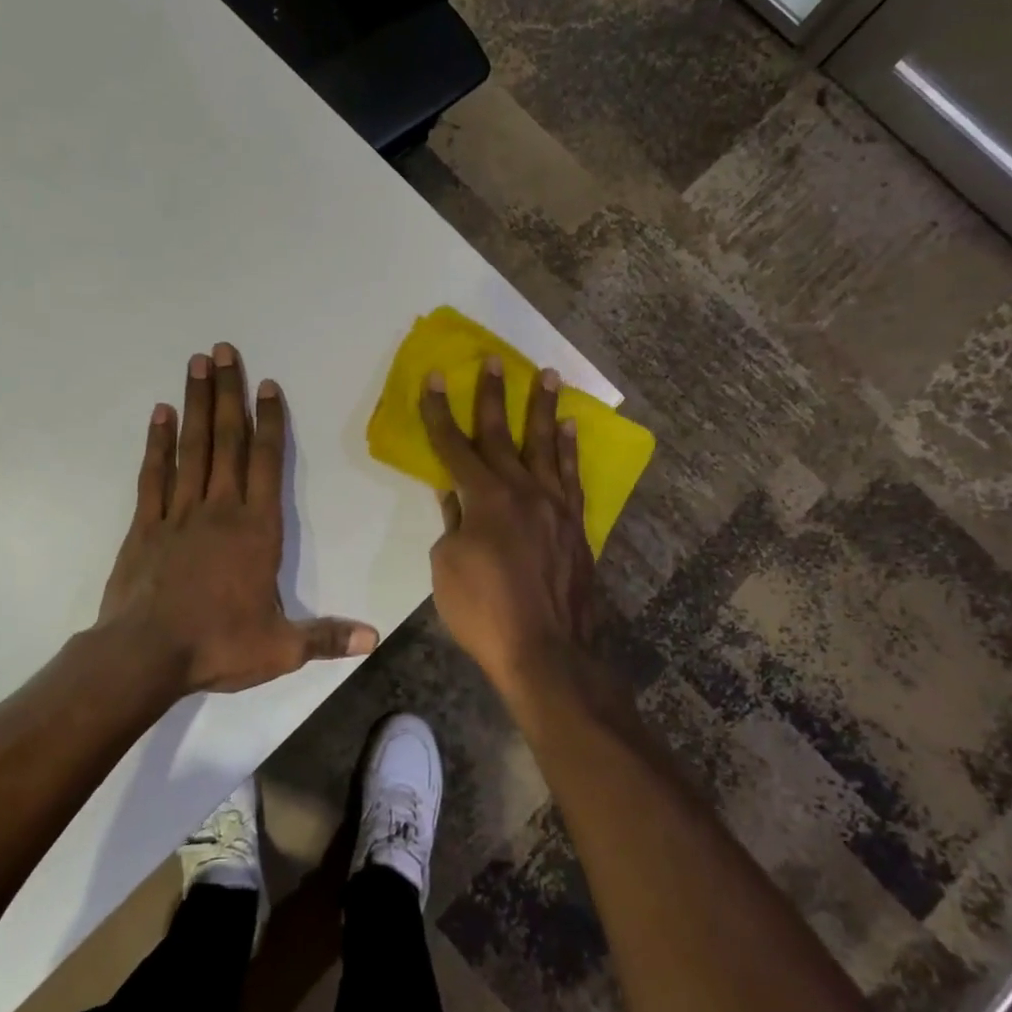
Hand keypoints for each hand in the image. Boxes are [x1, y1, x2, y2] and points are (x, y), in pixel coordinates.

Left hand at [98, 344, 378, 694]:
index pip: (267, 463)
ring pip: (191, 447)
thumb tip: (374, 637)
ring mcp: (178, 513)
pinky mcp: (145, 526)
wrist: (144, 655)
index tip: (268, 385)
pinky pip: (153, 475)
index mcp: (256, 530)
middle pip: (227, 440)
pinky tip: (160, 414)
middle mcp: (219, 510)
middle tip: (224, 350)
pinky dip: (157, 443)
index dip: (270, 422)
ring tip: (196, 364)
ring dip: (196, 404)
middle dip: (229, 393)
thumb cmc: (217, 645)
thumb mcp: (280, 648)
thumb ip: (326, 637)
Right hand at [420, 358, 597, 691]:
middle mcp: (523, 490)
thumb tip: (454, 495)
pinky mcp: (576, 525)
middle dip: (494, 395)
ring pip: (547, 445)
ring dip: (544, 408)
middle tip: (495, 360)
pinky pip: (573, 476)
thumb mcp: (448, 567)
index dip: (440, 412)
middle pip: (503, 434)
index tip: (435, 379)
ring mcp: (555, 506)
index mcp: (485, 498)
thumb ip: (453, 522)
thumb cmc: (485, 612)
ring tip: (548, 375)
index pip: (455, 446)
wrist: (547, 651)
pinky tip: (570, 430)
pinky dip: (570, 450)